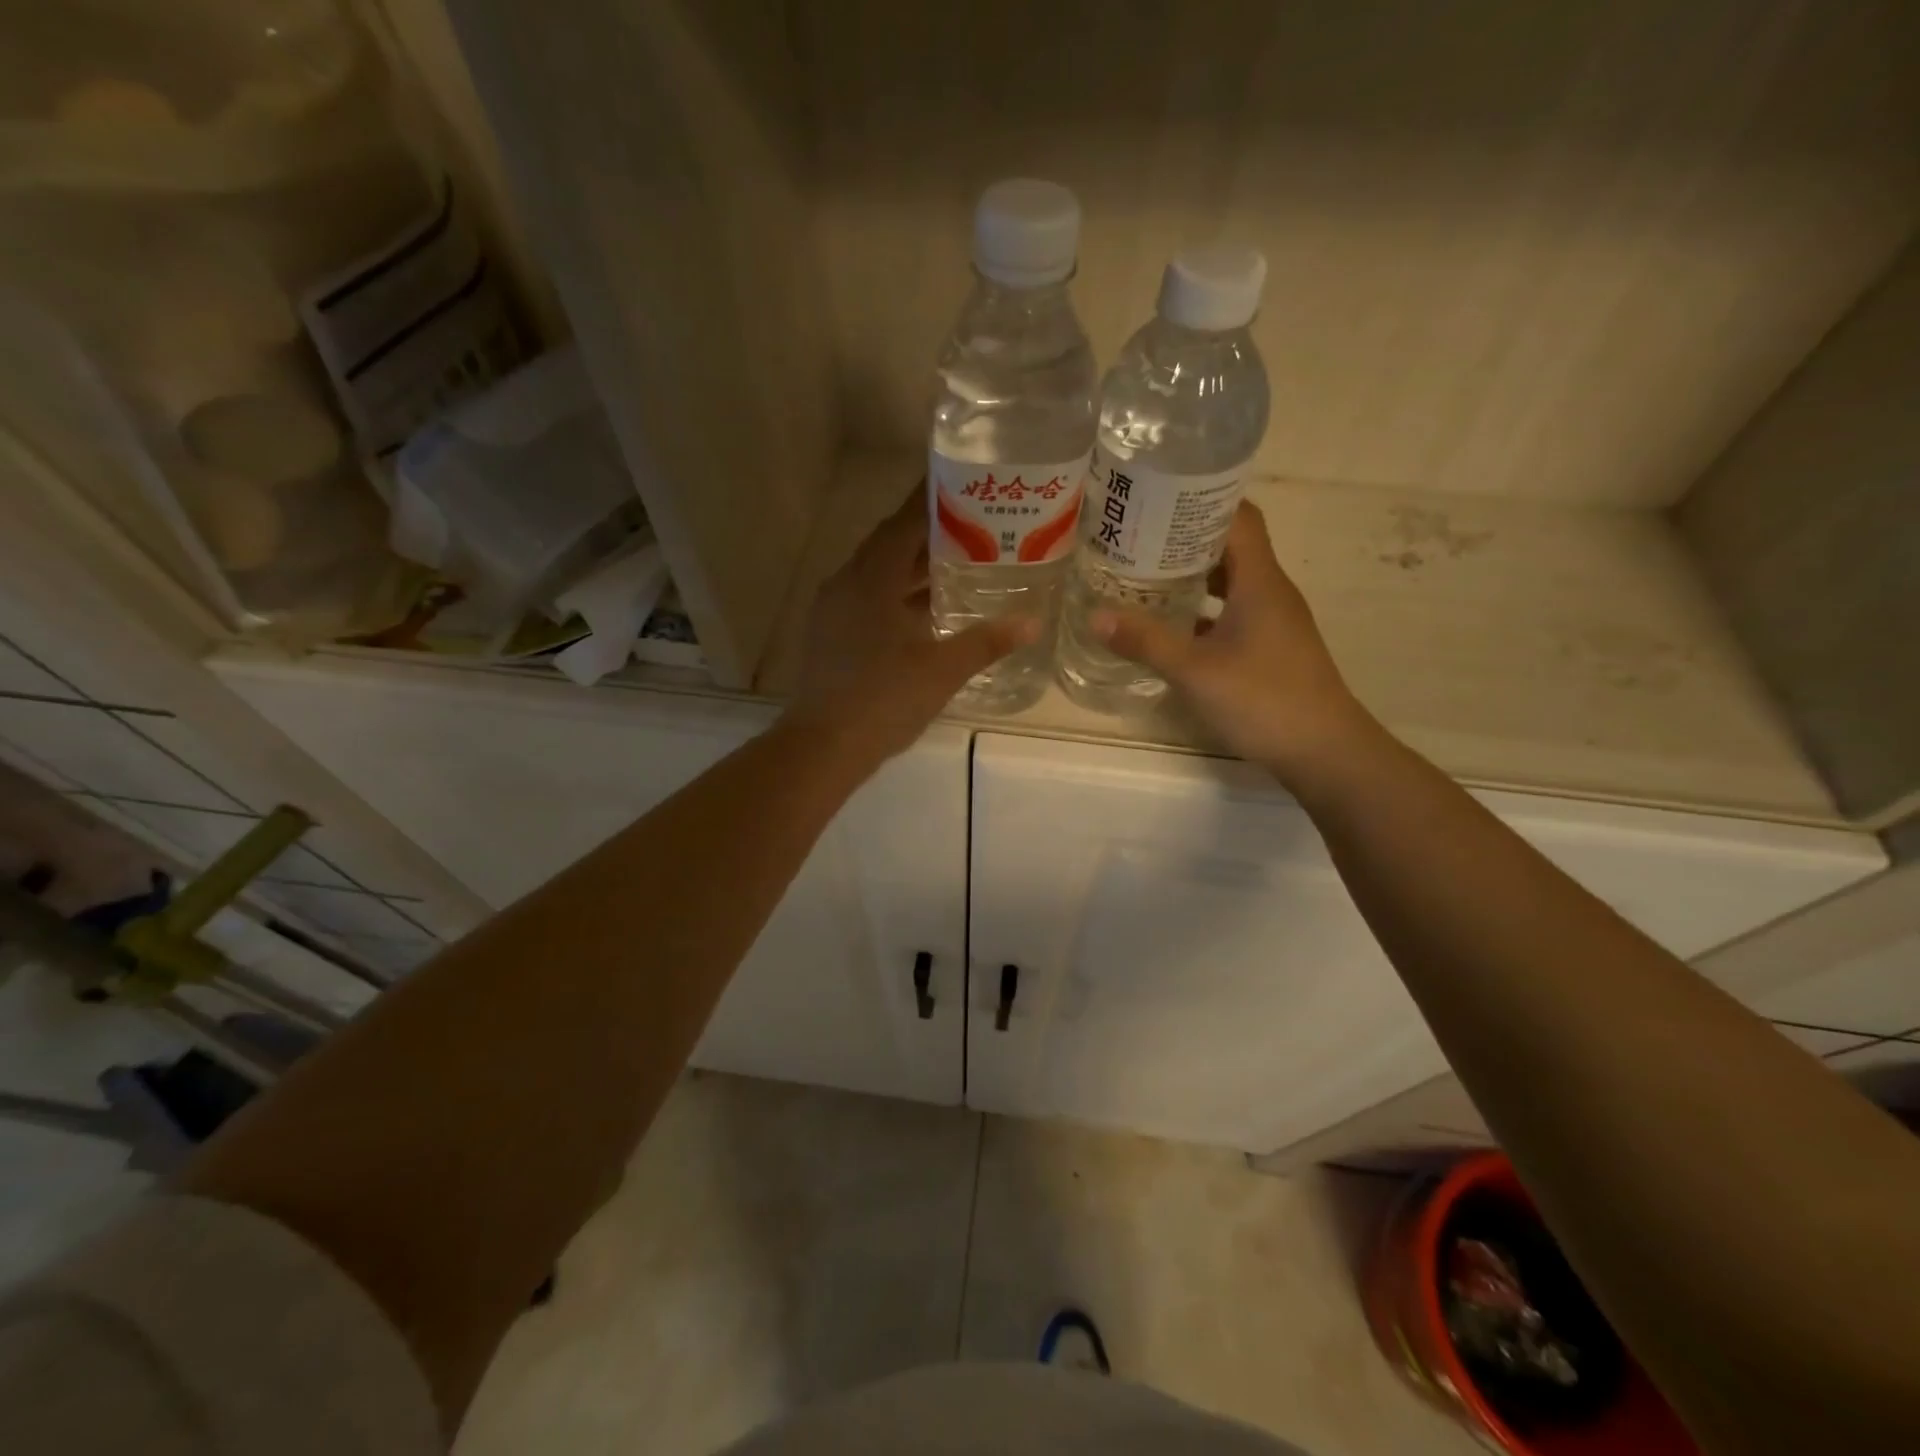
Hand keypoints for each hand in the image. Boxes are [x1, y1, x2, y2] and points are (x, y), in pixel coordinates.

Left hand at [785, 485, 1038, 763]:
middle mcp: (847, 583)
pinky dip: (898, 597)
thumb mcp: (942, 669)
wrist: (824, 746)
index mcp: (871, 578)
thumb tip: (1031, 622)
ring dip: (913, 568)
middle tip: (973, 525)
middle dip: (929, 534)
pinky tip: (926, 611)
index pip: (904, 522)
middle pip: (890, 545)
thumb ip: (987, 641)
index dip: (933, 501)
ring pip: (878, 575)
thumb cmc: (884, 699)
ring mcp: (834, 611)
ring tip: (958, 563)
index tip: (963, 483)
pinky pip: (868, 600)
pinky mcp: (831, 636)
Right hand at [1091, 502, 1379, 783]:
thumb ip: (1145, 641)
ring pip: (1229, 582)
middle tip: (1135, 537)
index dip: (1201, 500)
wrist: (1323, 751)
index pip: (1237, 517)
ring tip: (1144, 575)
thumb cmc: (1264, 700)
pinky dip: (1202, 610)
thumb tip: (1095, 615)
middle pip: (1229, 546)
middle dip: (1184, 538)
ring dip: (1192, 576)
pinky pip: (1231, 613)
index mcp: (1260, 581)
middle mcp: (1270, 591)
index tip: (1156, 498)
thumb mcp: (1195, 670)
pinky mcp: (1269, 647)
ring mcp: (1273, 621)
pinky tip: (1170, 625)